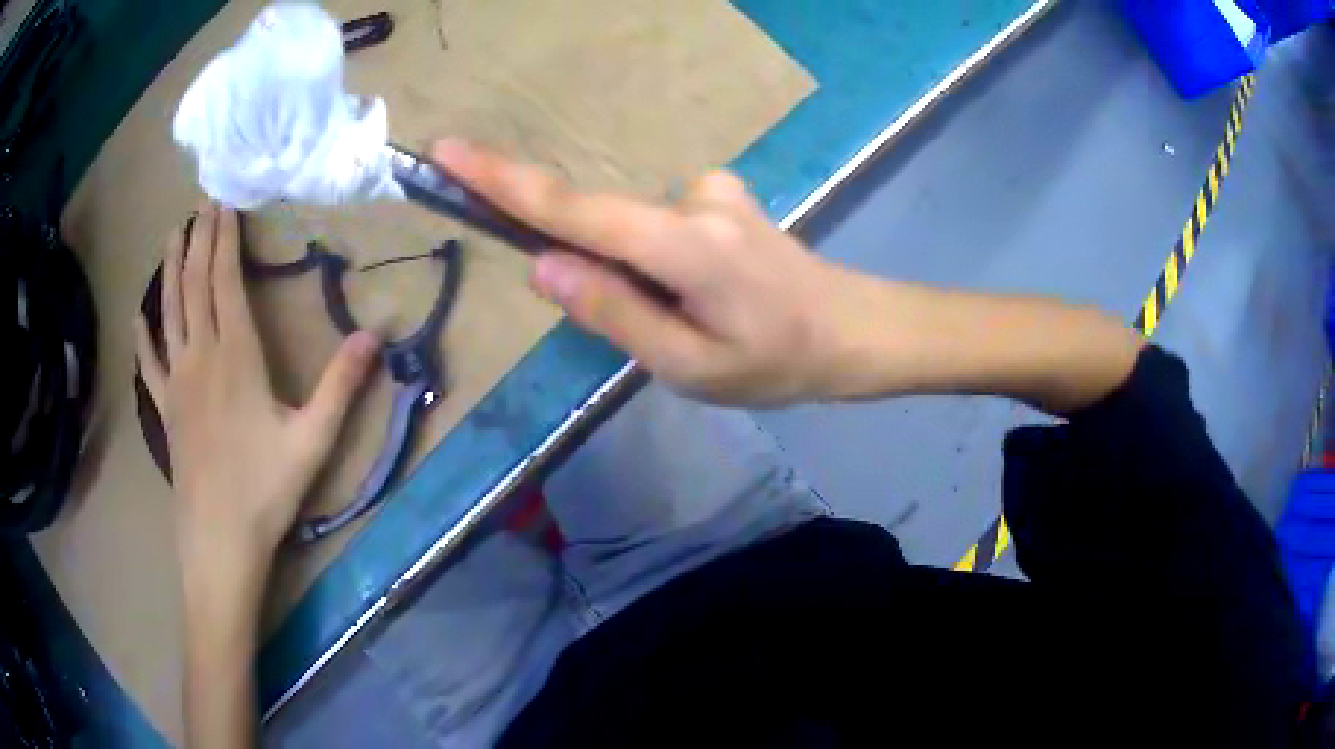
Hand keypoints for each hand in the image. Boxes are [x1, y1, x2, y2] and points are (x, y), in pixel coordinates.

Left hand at [135, 203, 377, 582]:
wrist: (219, 540)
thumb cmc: (266, 490)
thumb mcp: (313, 440)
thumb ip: (341, 386)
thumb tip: (375, 335)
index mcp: (236, 356)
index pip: (226, 282)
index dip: (224, 241)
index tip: (224, 205)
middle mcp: (201, 357)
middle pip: (195, 286)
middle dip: (199, 241)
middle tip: (201, 204)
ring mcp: (177, 383)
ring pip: (170, 313)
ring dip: (171, 271)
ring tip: (172, 235)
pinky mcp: (166, 410)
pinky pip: (150, 364)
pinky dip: (144, 336)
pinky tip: (139, 317)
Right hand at [433, 140, 852, 405]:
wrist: (852, 330)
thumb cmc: (776, 363)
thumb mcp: (686, 365)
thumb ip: (612, 311)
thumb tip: (541, 263)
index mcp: (682, 246)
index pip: (573, 208)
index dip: (503, 180)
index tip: (448, 152)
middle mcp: (692, 201)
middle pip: (597, 216)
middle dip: (580, 260)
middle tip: (637, 319)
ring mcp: (712, 191)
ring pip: (632, 231)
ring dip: (634, 276)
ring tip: (694, 325)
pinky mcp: (721, 195)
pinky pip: (661, 225)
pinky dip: (659, 261)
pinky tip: (708, 293)